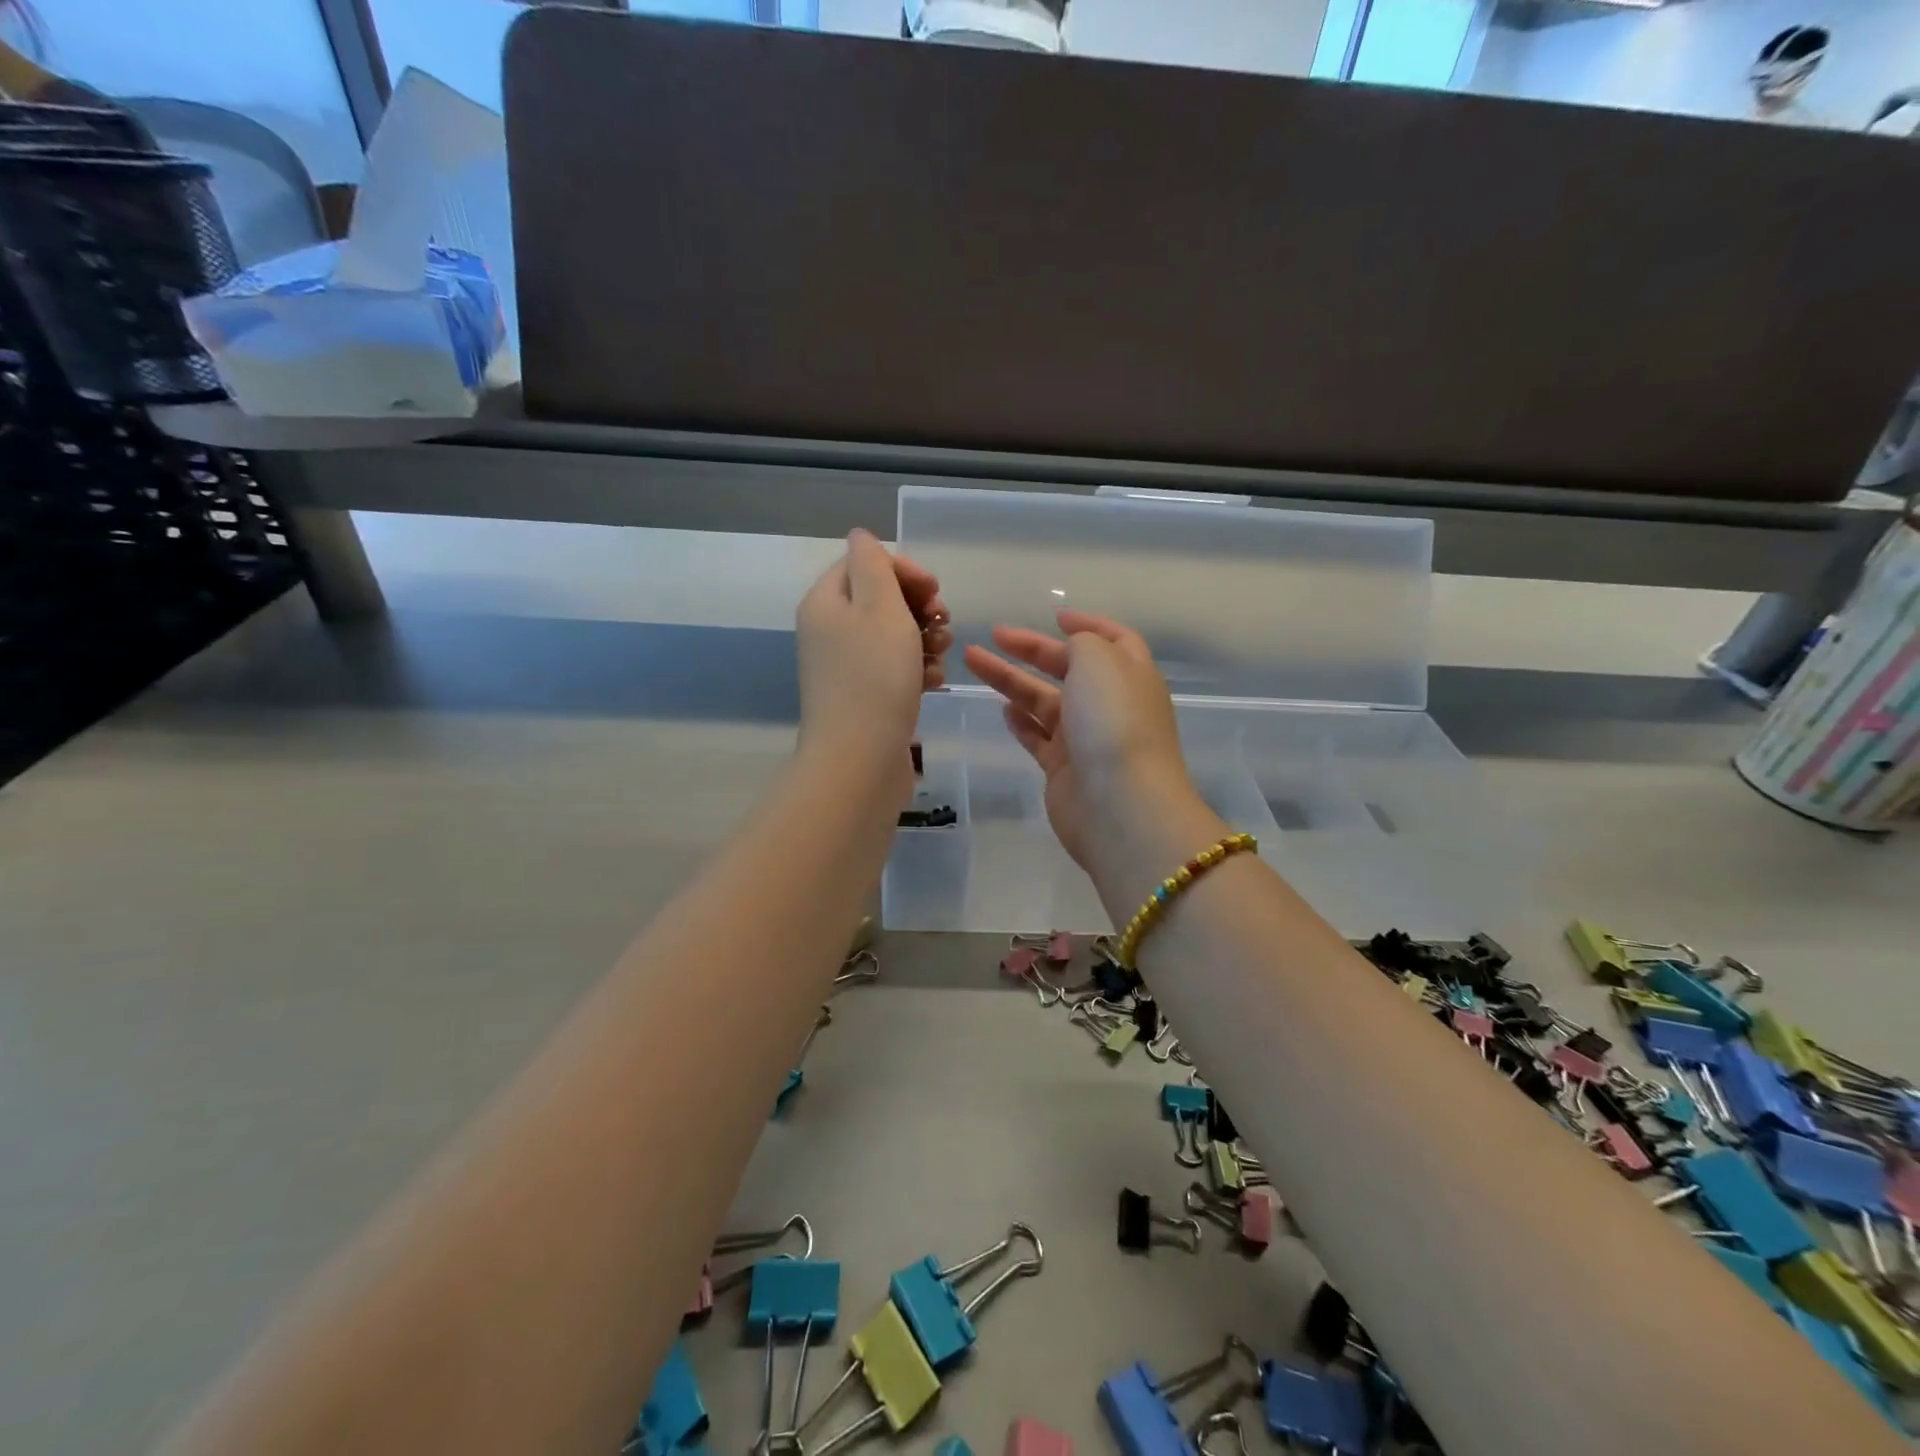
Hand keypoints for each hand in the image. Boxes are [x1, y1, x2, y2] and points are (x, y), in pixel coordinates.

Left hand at [796, 530, 949, 773]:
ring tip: (941, 655)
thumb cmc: (874, 677)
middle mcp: (830, 631)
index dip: (903, 570)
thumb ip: (873, 564)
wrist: (860, 759)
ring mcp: (846, 667)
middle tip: (942, 622)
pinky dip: (916, 669)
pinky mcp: (863, 696)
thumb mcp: (879, 607)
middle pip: (880, 599)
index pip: (863, 563)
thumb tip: (861, 537)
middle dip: (919, 606)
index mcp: (826, 602)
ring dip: (924, 638)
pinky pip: (894, 669)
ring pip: (893, 635)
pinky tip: (933, 682)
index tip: (933, 591)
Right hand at [963, 611, 1193, 869]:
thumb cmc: (1112, 720)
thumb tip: (1073, 648)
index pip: (1114, 639)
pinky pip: (1039, 738)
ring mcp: (1087, 739)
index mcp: (1130, 673)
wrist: (1119, 804)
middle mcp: (1110, 703)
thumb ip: (1082, 643)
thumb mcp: (1099, 660)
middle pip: (1069, 668)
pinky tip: (1002, 709)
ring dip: (1012, 681)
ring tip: (974, 663)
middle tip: (994, 635)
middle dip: (1032, 650)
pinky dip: (1022, 721)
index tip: (1054, 616)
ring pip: (1045, 701)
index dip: (1087, 623)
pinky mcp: (1064, 770)